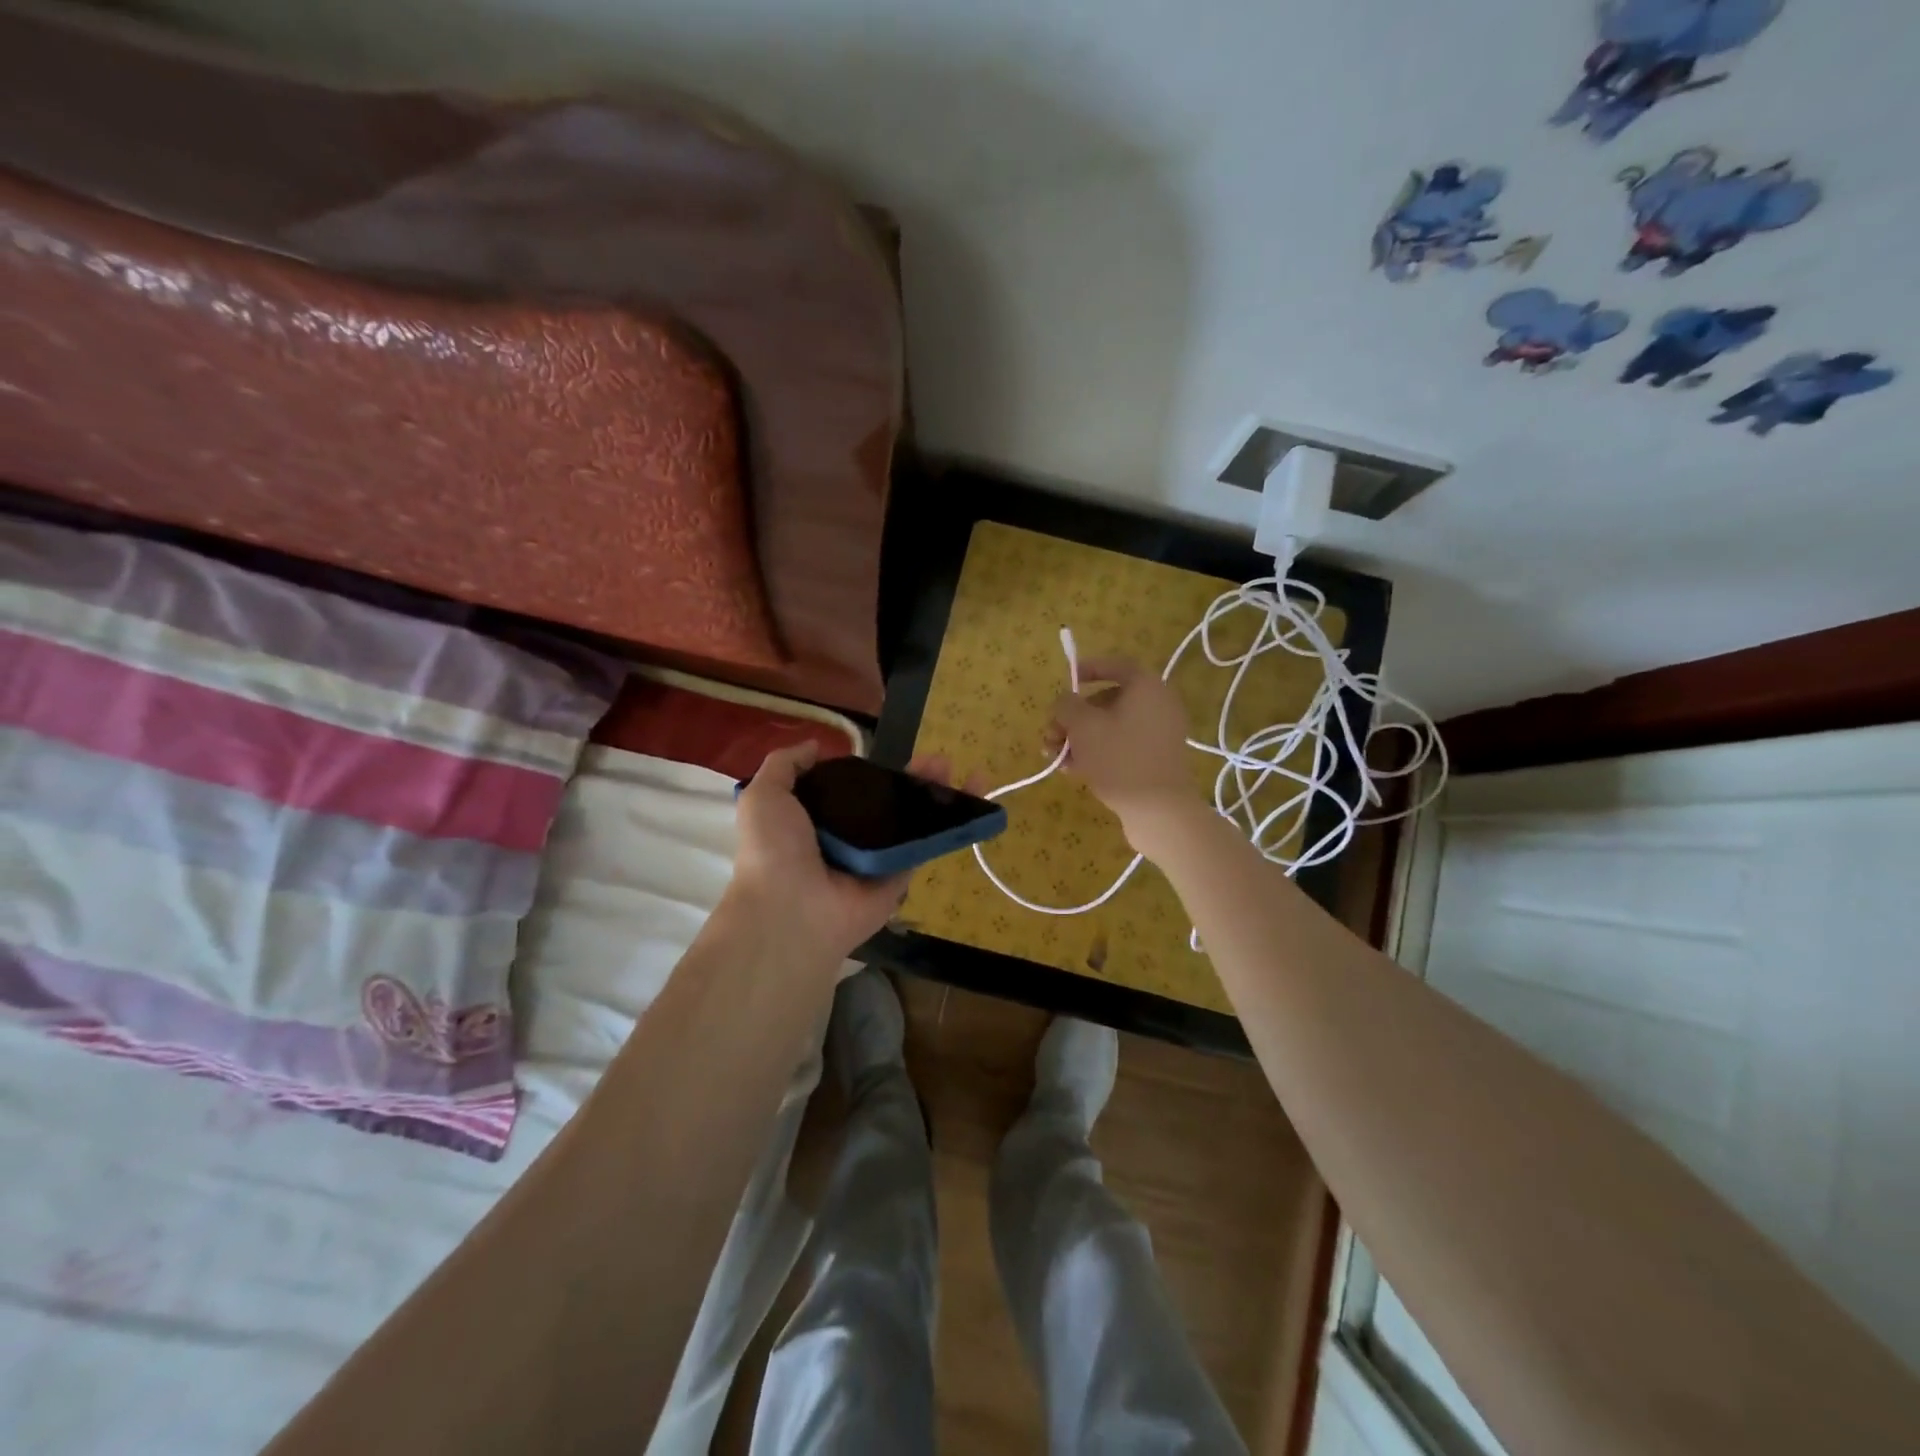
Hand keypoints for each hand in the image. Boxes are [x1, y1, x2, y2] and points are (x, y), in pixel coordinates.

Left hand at [724, 743, 972, 968]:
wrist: (791, 908)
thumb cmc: (774, 849)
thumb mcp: (765, 795)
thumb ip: (785, 765)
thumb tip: (815, 747)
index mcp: (816, 821)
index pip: (851, 791)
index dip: (872, 772)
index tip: (888, 756)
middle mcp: (848, 839)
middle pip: (889, 803)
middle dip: (914, 780)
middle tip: (938, 760)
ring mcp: (876, 860)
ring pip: (911, 822)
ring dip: (937, 796)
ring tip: (959, 772)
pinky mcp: (899, 878)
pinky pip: (924, 847)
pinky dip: (949, 827)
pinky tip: (970, 803)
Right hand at [1049, 657, 1200, 853]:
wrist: (1159, 810)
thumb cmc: (1119, 758)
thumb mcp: (1082, 726)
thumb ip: (1067, 706)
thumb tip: (1065, 702)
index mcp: (1146, 687)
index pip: (1116, 665)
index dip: (1088, 669)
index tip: (1067, 680)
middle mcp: (1158, 705)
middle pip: (1109, 700)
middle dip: (1075, 716)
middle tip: (1051, 734)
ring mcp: (1159, 734)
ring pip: (1112, 726)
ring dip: (1081, 737)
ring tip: (1056, 758)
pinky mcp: (1156, 759)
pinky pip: (1123, 745)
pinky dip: (1099, 752)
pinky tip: (1074, 770)